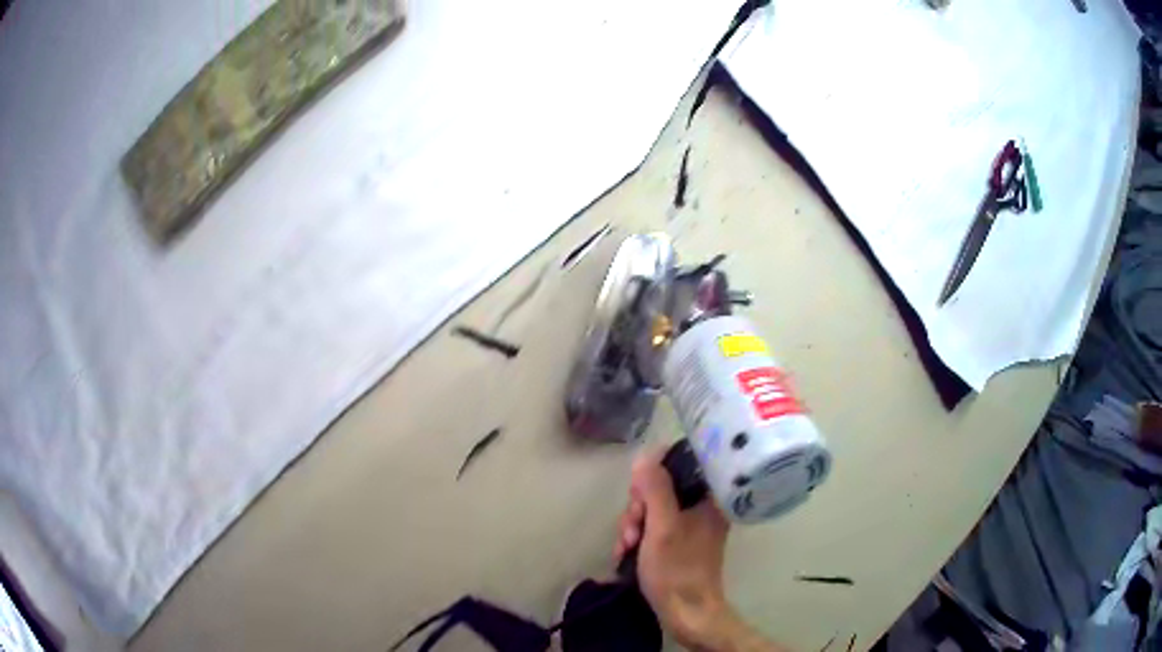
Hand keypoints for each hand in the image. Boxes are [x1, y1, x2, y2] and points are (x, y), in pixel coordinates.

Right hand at [614, 449, 732, 647]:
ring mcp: (691, 526)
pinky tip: (625, 555)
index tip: (638, 496)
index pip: (680, 464)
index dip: (653, 473)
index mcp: (709, 497)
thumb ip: (655, 489)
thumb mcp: (662, 527)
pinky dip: (637, 539)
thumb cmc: (677, 569)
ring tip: (626, 548)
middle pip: (660, 488)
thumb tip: (645, 456)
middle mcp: (703, 507)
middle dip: (638, 509)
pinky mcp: (680, 543)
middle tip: (632, 531)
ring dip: (633, 526)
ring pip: (653, 509)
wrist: (686, 613)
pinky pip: (653, 528)